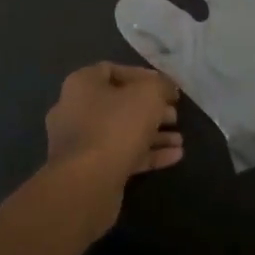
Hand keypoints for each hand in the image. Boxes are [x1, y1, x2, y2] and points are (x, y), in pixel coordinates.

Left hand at [43, 63, 183, 230]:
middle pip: (119, 103)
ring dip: (153, 134)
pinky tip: (175, 157)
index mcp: (82, 84)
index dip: (142, 75)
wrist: (86, 185)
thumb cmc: (115, 127)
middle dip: (151, 108)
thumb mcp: (148, 95)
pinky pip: (122, 155)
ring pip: (122, 132)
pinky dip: (147, 154)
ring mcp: (80, 143)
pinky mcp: (89, 171)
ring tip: (179, 139)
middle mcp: (75, 110)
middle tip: (175, 114)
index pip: (113, 70)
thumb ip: (162, 86)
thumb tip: (168, 88)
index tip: (166, 87)